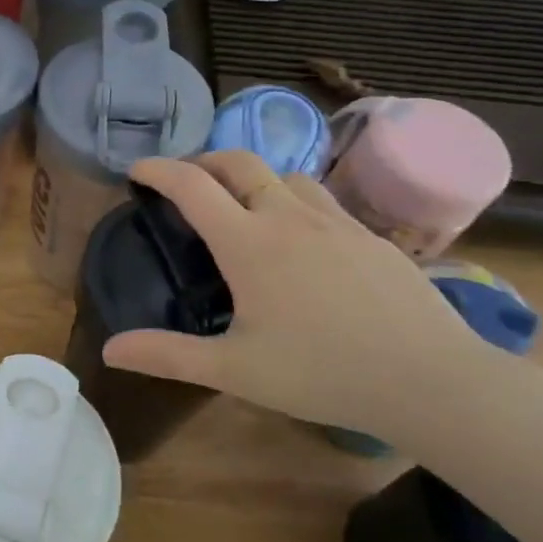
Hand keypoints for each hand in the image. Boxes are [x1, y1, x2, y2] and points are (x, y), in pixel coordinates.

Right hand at [101, 151, 500, 440]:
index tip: (136, 171)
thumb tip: (110, 350)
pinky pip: (322, 199)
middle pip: (239, 162)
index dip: (158, 170)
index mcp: (249, 243)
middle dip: (203, 160)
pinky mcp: (371, 237)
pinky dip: (293, 200)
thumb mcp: (234, 370)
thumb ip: (167, 355)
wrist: (432, 381)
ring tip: (241, 204)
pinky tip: (301, 238)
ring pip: (285, 175)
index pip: (191, 186)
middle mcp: (289, 217)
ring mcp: (336, 222)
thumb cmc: (322, 373)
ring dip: (252, 177)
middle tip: (185, 182)